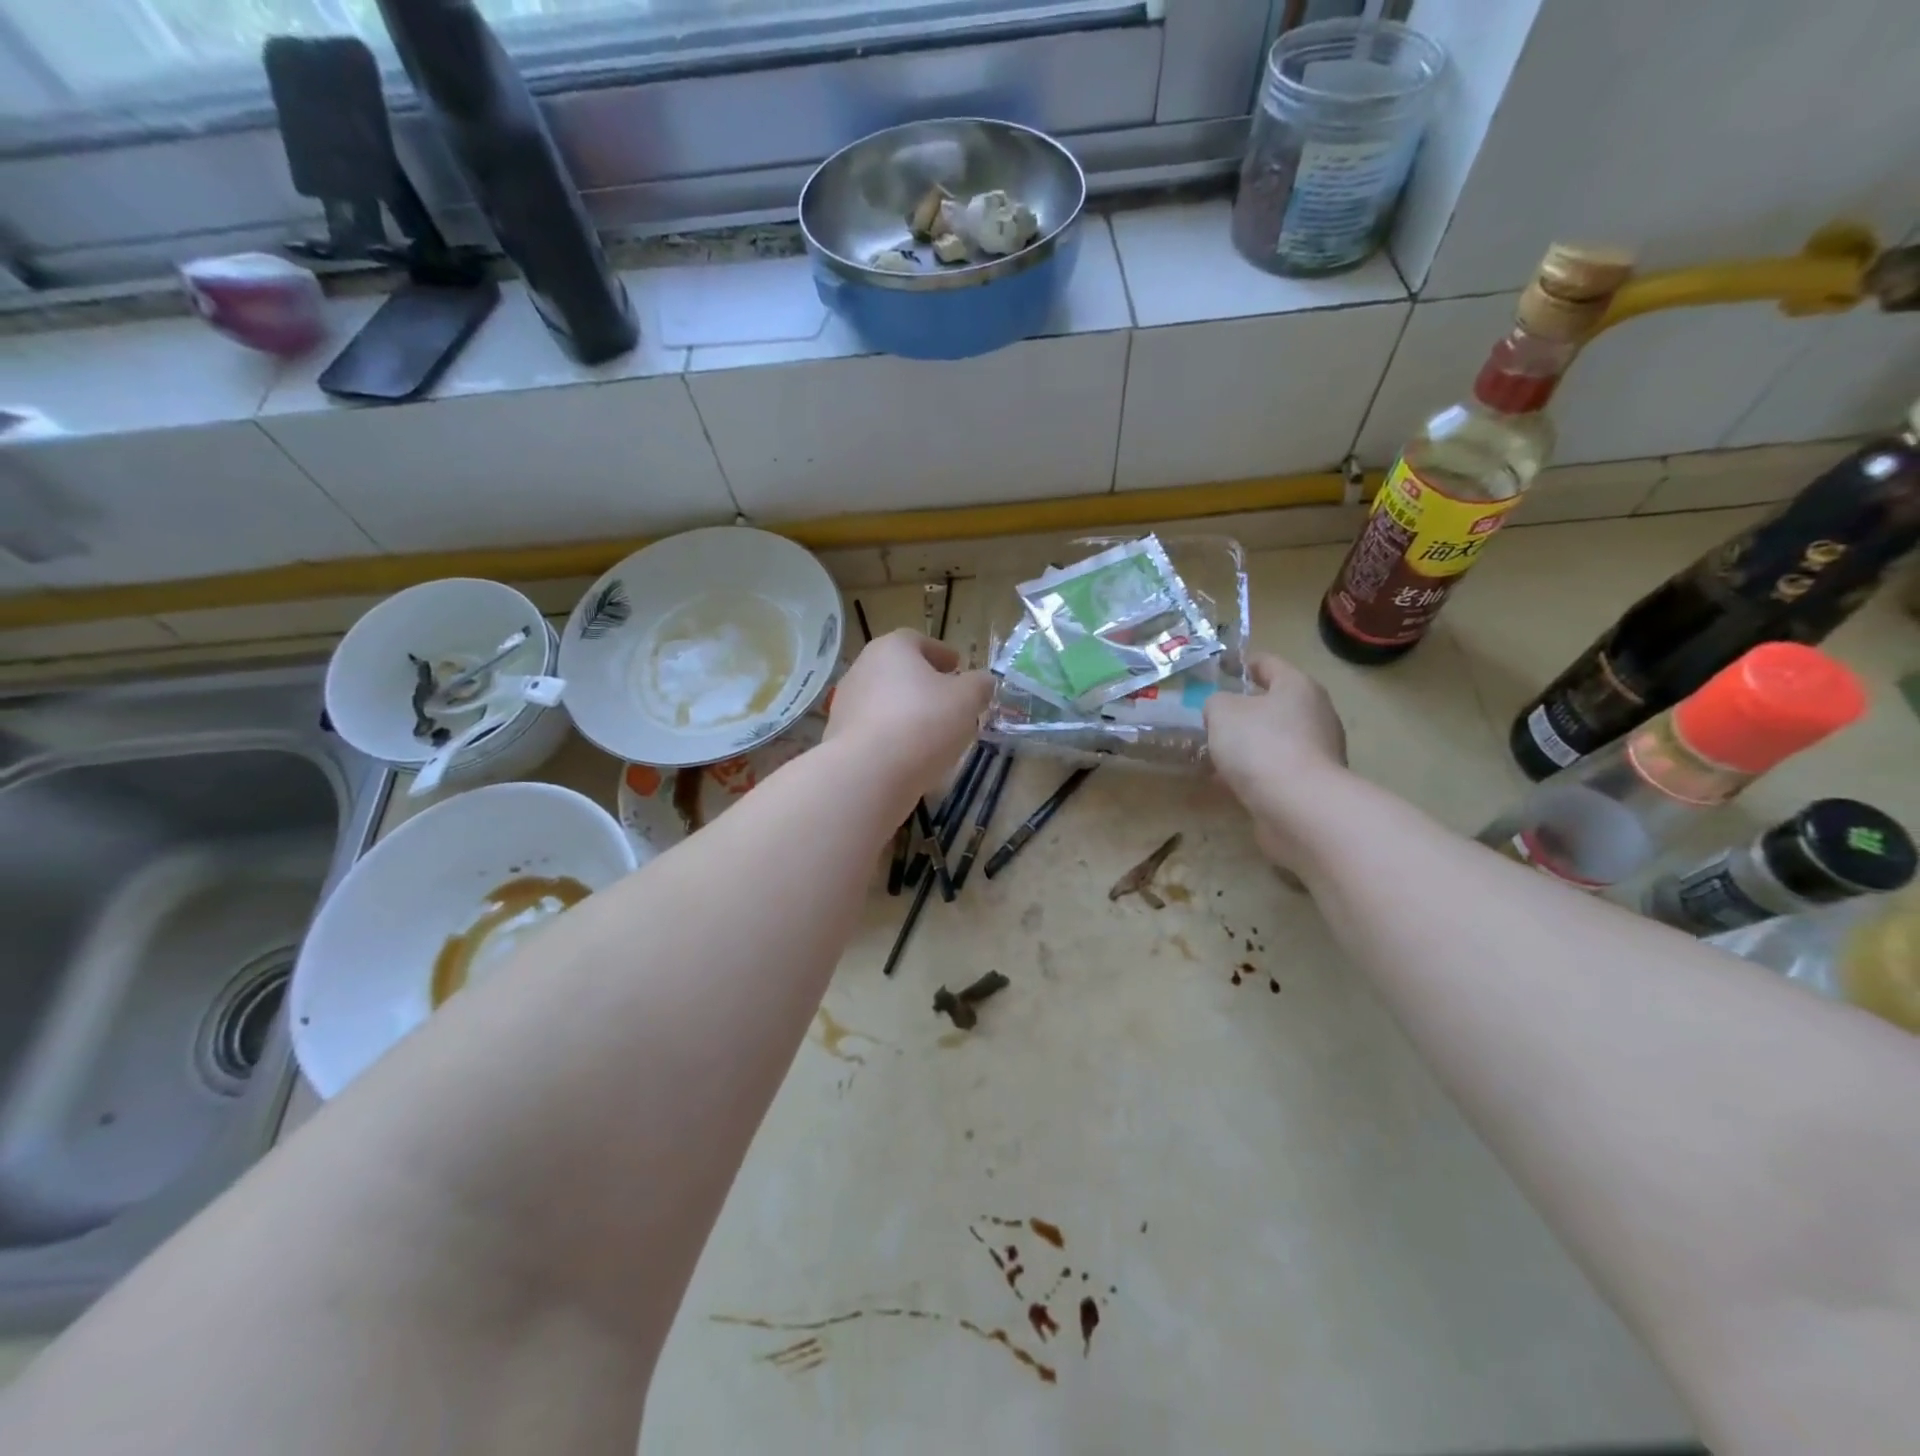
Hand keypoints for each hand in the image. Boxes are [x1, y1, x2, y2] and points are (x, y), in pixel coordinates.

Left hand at [825, 630, 992, 802]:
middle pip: (898, 671)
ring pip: (885, 702)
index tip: (957, 667)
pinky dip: (892, 738)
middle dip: (924, 684)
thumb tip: (983, 681)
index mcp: (891, 648)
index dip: (941, 653)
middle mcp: (862, 669)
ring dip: (908, 712)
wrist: (868, 773)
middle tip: (948, 700)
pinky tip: (911, 756)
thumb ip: (979, 685)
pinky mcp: (840, 739)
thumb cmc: (923, 722)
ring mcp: (846, 705)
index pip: (917, 641)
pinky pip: (874, 732)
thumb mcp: (967, 700)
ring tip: (933, 733)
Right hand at [1205, 652, 1347, 868]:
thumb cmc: (1260, 745)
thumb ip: (1216, 703)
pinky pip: (1276, 769)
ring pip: (1275, 739)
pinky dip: (1255, 772)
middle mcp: (1316, 714)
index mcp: (1297, 687)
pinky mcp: (1313, 784)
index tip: (1221, 670)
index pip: (1268, 664)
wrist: (1298, 806)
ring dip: (1248, 745)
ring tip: (1216, 754)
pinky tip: (1229, 782)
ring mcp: (1319, 751)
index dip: (1243, 664)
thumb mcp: (1222, 712)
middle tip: (1212, 718)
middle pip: (1274, 704)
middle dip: (1243, 710)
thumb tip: (1222, 711)